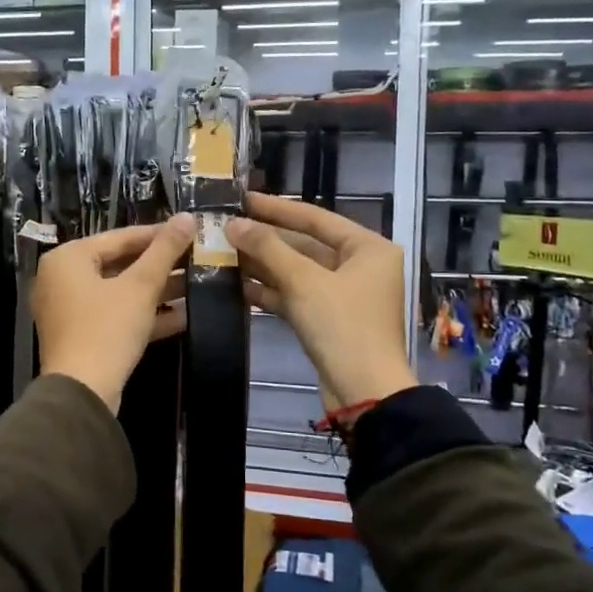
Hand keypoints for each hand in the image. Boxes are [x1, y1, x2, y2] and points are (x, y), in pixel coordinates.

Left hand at [34, 214, 194, 411]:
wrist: (82, 393)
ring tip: (198, 283)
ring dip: (158, 290)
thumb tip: (186, 217)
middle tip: (198, 257)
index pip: (119, 237)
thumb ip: (164, 250)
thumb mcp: (140, 286)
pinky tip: (185, 314)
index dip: (158, 234)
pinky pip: (117, 315)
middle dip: (161, 265)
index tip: (190, 232)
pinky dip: (146, 314)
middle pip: (120, 264)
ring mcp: (71, 310)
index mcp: (68, 258)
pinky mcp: (83, 336)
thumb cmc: (107, 329)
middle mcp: (62, 279)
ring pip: (121, 291)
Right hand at [226, 192, 417, 409]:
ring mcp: (344, 295)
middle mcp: (361, 266)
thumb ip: (268, 248)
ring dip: (263, 265)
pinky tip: (237, 285)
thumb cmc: (343, 326)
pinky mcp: (329, 320)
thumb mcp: (304, 281)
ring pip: (298, 271)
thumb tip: (233, 223)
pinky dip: (270, 290)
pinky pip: (296, 296)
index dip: (277, 208)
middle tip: (227, 227)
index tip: (243, 198)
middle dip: (266, 239)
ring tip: (223, 253)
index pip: (316, 218)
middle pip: (306, 244)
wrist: (364, 393)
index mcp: (369, 248)